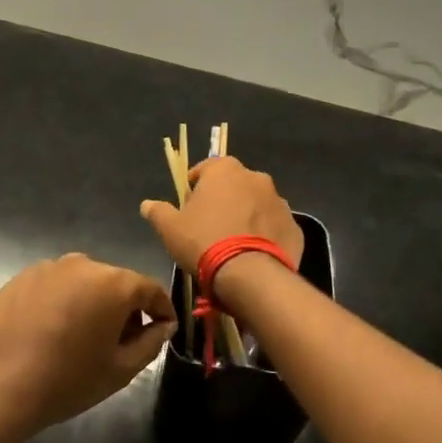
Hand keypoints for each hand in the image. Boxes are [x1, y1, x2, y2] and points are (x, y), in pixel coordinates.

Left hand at [0, 254, 176, 440]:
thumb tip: (163, 325)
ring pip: (84, 282)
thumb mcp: (120, 370)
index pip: (150, 289)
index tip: (164, 329)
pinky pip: (55, 286)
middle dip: (125, 308)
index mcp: (113, 283)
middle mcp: (82, 264)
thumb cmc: (66, 380)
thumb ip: (151, 342)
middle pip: (116, 282)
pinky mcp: (21, 277)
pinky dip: (63, 302)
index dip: (162, 309)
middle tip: (122, 342)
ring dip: (92, 303)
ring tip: (83, 338)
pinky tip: (52, 332)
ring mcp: (48, 267)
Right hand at [139, 157, 303, 286]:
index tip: (189, 203)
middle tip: (211, 224)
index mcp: (225, 171)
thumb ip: (158, 212)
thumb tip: (147, 204)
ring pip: (257, 204)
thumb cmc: (204, 242)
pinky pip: (274, 226)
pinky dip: (265, 234)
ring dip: (247, 215)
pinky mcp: (294, 227)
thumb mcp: (170, 228)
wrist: (249, 274)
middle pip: (235, 184)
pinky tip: (253, 254)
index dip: (196, 184)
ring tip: (234, 241)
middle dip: (224, 198)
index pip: (207, 168)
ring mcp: (280, 202)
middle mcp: (256, 178)